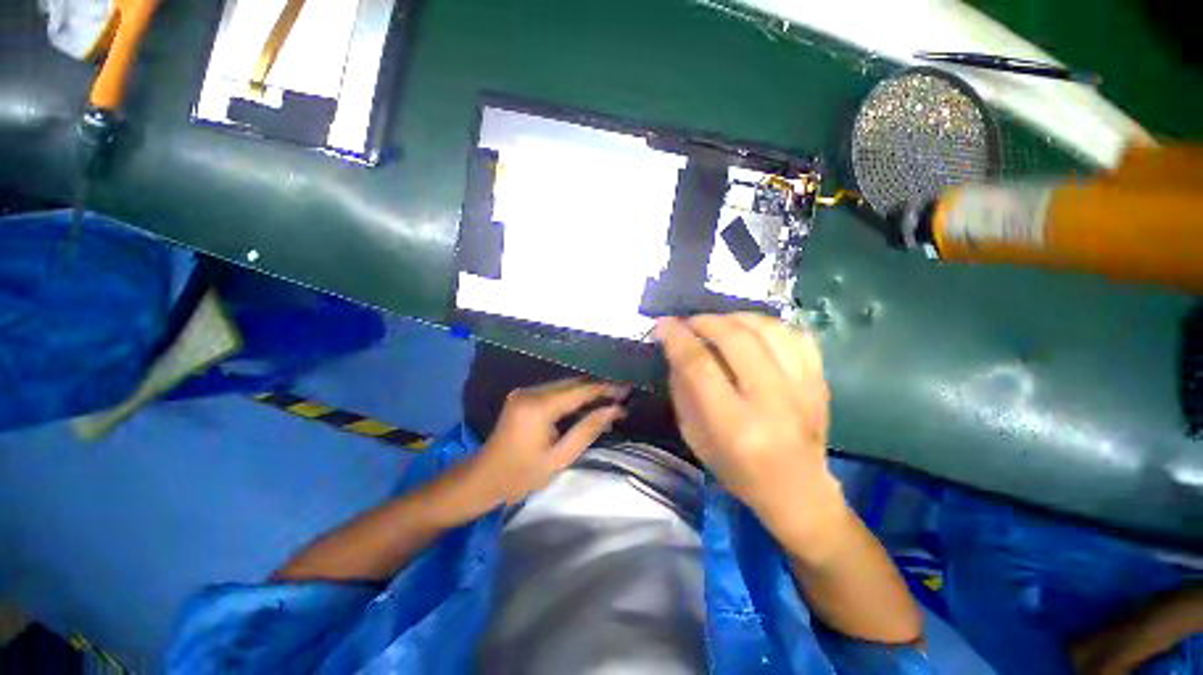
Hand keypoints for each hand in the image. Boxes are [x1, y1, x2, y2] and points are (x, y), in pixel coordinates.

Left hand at [462, 378, 627, 511]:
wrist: (483, 478)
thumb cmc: (521, 475)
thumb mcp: (559, 458)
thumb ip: (587, 430)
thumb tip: (615, 410)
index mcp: (538, 407)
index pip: (580, 391)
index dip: (606, 390)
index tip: (628, 391)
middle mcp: (530, 391)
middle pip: (573, 383)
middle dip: (598, 389)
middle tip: (622, 397)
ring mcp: (524, 391)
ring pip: (565, 384)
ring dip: (587, 392)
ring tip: (609, 402)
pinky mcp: (523, 395)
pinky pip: (555, 390)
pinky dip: (572, 396)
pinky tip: (586, 406)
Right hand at [655, 314, 843, 544]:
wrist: (798, 490)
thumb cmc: (737, 469)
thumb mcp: (694, 436)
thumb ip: (683, 389)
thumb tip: (677, 348)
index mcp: (734, 424)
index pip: (699, 365)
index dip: (677, 338)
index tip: (663, 324)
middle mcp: (771, 402)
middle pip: (735, 339)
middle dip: (704, 321)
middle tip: (689, 322)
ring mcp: (802, 389)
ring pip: (767, 329)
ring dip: (735, 318)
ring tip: (719, 323)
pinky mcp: (820, 382)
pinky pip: (795, 335)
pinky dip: (768, 325)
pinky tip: (752, 332)